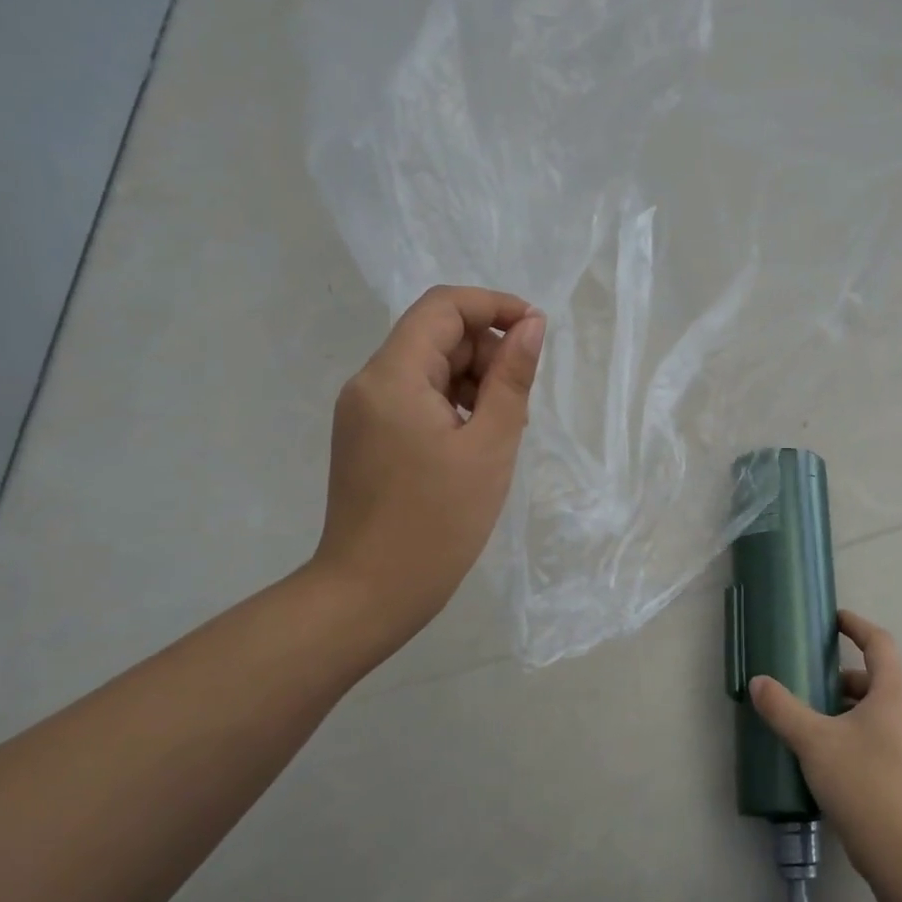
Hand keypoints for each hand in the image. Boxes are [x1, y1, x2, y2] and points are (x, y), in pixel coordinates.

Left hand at [310, 285, 544, 655]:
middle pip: (436, 337)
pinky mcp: (368, 438)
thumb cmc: (438, 521)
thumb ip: (512, 378)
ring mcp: (364, 412)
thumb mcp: (490, 445)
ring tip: (502, 432)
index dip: (494, 306)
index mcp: (393, 376)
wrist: (370, 594)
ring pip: (429, 370)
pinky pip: (417, 400)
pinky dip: (453, 407)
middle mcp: (370, 383)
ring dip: (474, 383)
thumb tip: (532, 325)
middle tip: (520, 403)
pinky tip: (476, 446)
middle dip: (487, 353)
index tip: (537, 332)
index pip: (443, 307)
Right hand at [749, 609, 901, 891]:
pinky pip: (882, 732)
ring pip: (880, 707)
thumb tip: (758, 682)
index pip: (879, 642)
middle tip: (812, 677)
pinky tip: (830, 751)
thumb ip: (784, 709)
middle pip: (879, 676)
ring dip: (849, 704)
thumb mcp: (814, 741)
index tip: (834, 620)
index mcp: (894, 692)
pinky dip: (857, 728)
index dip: (857, 626)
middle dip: (844, 673)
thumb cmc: (863, 782)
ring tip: (814, 715)